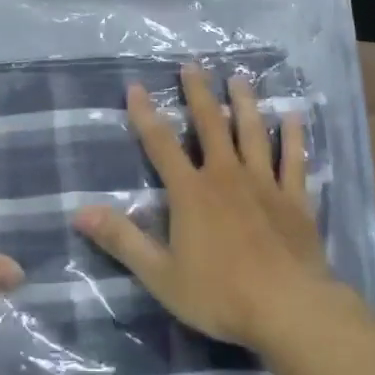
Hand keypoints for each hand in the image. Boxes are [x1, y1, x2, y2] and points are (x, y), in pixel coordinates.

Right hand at [75, 64, 340, 350]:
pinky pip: (293, 160)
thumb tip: (79, 212)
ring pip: (253, 132)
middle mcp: (226, 175)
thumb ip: (122, 240)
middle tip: (193, 65)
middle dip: (199, 93)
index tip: (136, 86)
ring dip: (244, 103)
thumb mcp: (160, 274)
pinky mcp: (294, 199)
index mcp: (191, 192)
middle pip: (210, 125)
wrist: (288, 309)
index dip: (145, 114)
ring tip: (239, 78)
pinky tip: (294, 116)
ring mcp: (263, 184)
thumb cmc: (220, 294)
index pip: (161, 144)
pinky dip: (294, 137)